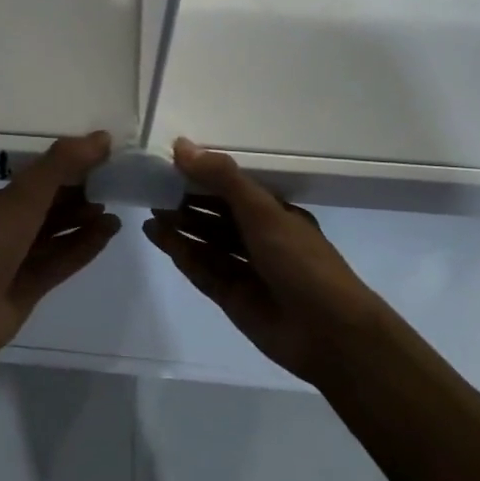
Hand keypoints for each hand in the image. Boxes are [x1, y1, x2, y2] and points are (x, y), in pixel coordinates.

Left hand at [0, 133, 120, 367]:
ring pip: (54, 236)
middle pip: (44, 208)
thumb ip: (61, 165)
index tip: (92, 162)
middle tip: (108, 186)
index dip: (62, 170)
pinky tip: (109, 233)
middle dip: (75, 198)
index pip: (30, 181)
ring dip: (83, 223)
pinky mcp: (29, 286)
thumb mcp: (25, 196)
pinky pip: (61, 260)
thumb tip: (102, 137)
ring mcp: (14, 260)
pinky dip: (84, 246)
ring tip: (113, 211)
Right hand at [144, 138, 380, 383]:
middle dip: (188, 202)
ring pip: (206, 243)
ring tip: (149, 210)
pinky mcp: (232, 297)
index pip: (234, 188)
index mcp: (276, 214)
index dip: (205, 176)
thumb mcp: (262, 211)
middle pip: (217, 216)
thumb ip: (222, 178)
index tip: (172, 163)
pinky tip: (157, 236)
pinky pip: (202, 270)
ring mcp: (246, 270)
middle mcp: (261, 239)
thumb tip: (180, 146)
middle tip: (152, 187)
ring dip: (180, 227)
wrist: (330, 334)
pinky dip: (180, 253)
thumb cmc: (300, 261)